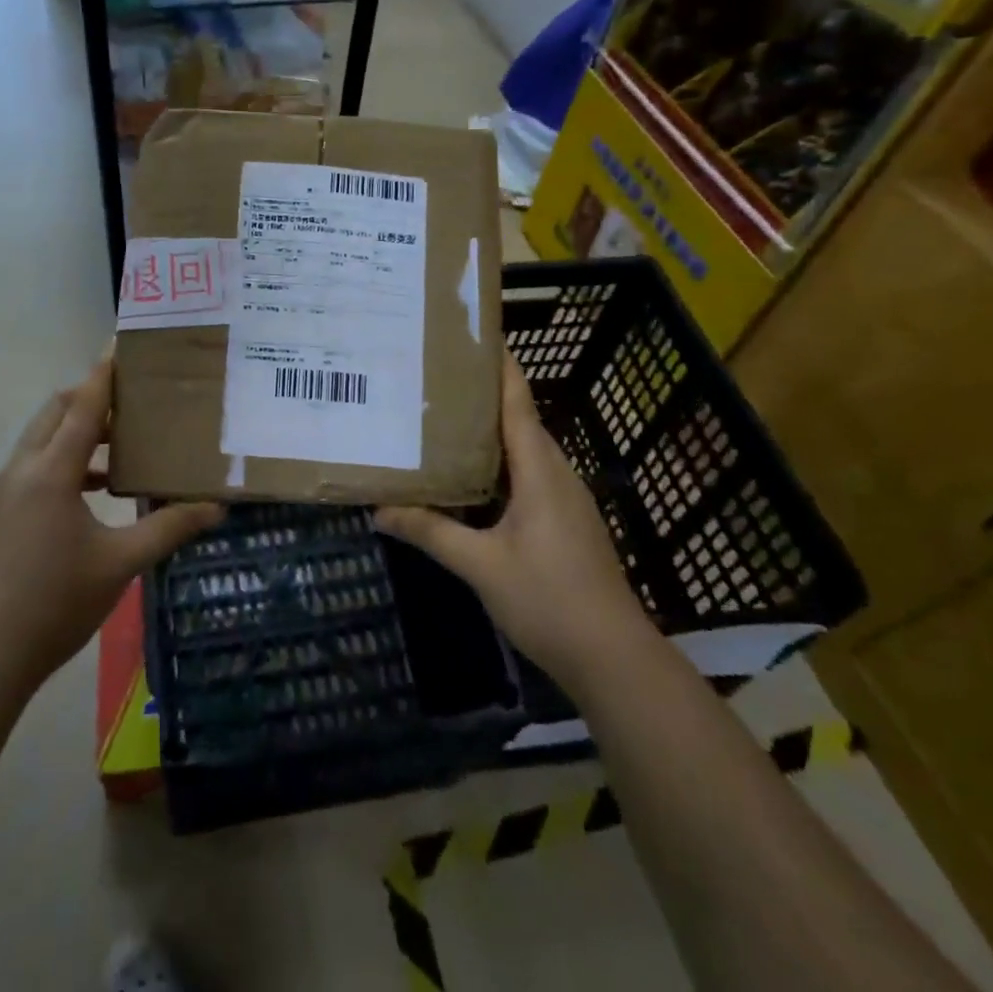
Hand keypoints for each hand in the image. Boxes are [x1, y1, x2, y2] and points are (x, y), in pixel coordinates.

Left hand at [0, 358, 223, 696]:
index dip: (105, 371)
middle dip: (92, 396)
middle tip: (136, 400)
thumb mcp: (120, 564)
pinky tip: (99, 491)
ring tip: (125, 445)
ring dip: (80, 430)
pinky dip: (67, 460)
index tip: (123, 342)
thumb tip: (216, 507)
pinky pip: (37, 464)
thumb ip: (169, 528)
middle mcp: (24, 468)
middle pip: (57, 410)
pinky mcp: (1, 512)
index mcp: (52, 470)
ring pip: (44, 438)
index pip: (83, 404)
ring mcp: (7, 490)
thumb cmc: (53, 603)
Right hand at [375, 352, 650, 685]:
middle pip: (518, 419)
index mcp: (539, 469)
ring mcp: (564, 498)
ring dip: (488, 431)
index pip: (517, 401)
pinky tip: (469, 477)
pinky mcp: (565, 521)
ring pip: (523, 450)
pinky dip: (498, 464)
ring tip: (443, 418)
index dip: (499, 365)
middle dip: (481, 395)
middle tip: (435, 377)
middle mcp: (556, 473)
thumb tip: (378, 511)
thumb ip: (430, 531)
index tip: (474, 334)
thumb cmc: (548, 599)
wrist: (613, 658)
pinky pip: (528, 475)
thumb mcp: (479, 565)